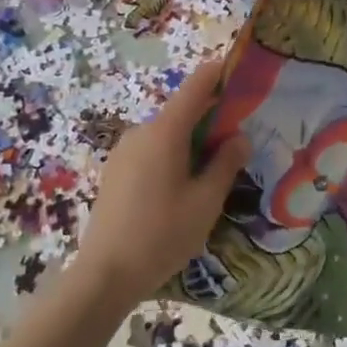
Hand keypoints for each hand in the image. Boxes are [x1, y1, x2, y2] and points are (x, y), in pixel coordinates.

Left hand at [75, 59, 252, 307]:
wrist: (105, 275)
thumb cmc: (162, 235)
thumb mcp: (206, 201)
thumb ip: (226, 163)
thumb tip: (240, 137)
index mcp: (164, 133)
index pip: (196, 86)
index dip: (219, 73)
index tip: (241, 71)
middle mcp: (140, 133)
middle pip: (182, 112)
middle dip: (212, 118)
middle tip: (241, 136)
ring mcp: (123, 153)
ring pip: (167, 134)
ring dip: (193, 141)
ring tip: (217, 167)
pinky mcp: (116, 173)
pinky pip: (152, 151)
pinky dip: (174, 156)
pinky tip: (186, 186)